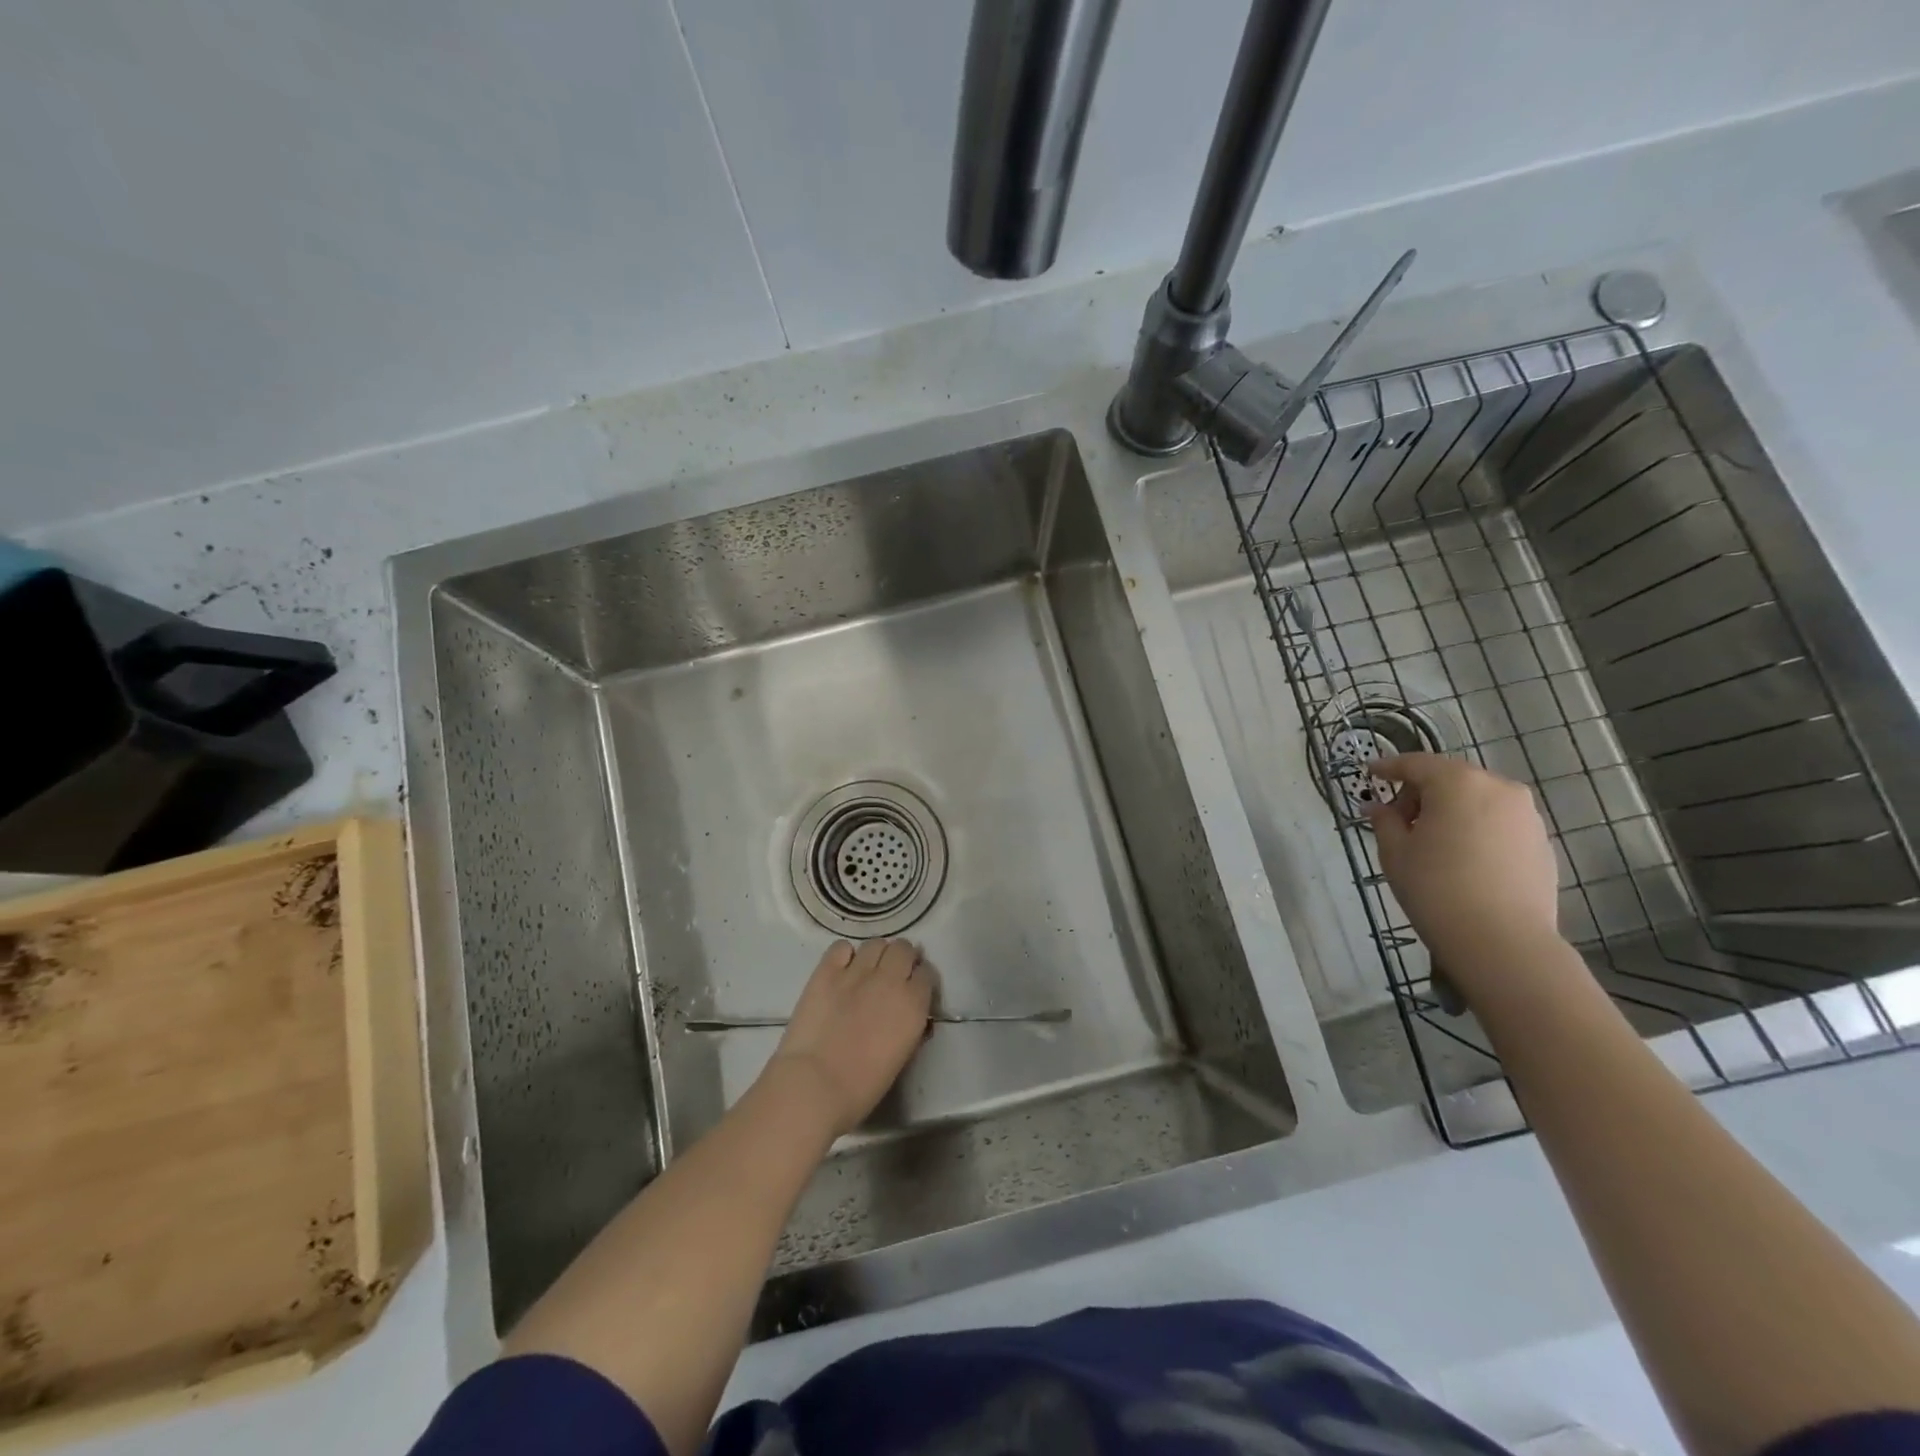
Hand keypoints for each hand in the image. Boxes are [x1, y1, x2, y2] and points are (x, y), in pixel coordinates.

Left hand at [765, 939, 933, 1137]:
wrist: (815, 1084)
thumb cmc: (862, 1086)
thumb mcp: (901, 1057)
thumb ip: (911, 1027)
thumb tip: (911, 1014)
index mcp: (913, 1004)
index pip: (926, 974)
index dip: (919, 980)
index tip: (912, 989)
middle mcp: (890, 979)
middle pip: (904, 949)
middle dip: (901, 959)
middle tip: (891, 976)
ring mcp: (857, 971)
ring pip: (875, 944)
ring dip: (876, 955)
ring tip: (867, 971)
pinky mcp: (826, 970)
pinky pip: (841, 947)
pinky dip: (844, 955)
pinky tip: (841, 970)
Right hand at [1366, 754, 1563, 1000]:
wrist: (1502, 941)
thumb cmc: (1436, 888)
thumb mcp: (1395, 852)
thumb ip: (1384, 821)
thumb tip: (1378, 808)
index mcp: (1458, 783)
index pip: (1416, 763)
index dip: (1389, 767)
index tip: (1371, 773)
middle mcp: (1498, 788)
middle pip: (1451, 778)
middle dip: (1422, 792)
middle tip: (1398, 819)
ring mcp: (1526, 815)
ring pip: (1478, 799)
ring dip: (1451, 810)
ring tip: (1431, 841)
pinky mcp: (1541, 842)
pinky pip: (1499, 822)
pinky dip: (1476, 828)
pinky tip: (1462, 858)